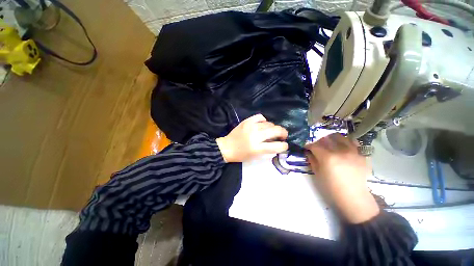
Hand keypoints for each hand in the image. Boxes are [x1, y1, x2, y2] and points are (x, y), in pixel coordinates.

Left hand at [216, 114, 287, 162]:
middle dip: (283, 133)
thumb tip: (277, 142)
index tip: (285, 145)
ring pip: (269, 123)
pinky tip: (263, 124)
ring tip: (271, 131)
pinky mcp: (246, 121)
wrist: (227, 147)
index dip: (284, 145)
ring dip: (273, 128)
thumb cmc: (241, 155)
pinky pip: (260, 117)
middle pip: (275, 131)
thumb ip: (268, 149)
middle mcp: (255, 136)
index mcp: (257, 148)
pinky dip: (264, 120)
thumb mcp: (256, 156)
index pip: (277, 146)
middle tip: (283, 135)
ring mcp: (251, 127)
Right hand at [305, 134, 378, 223]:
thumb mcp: (317, 173)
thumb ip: (312, 160)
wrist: (353, 197)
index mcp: (328, 157)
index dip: (309, 145)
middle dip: (319, 141)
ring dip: (331, 139)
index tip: (307, 148)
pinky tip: (342, 147)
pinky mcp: (361, 154)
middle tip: (317, 147)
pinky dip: (345, 141)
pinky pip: (352, 142)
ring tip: (330, 144)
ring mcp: (353, 151)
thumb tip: (308, 152)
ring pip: (339, 137)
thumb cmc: (331, 187)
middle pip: (326, 138)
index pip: (315, 145)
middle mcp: (340, 151)